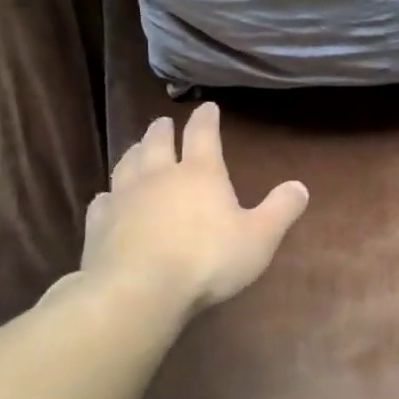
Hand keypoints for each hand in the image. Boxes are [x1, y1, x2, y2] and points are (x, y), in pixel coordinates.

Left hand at [75, 102, 307, 315]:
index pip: (203, 134)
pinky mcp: (99, 224)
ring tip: (137, 149)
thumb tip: (300, 186)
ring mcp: (124, 198)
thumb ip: (281, 210)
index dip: (206, 119)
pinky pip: (103, 201)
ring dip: (134, 152)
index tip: (207, 107)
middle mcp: (159, 176)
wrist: (139, 290)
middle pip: (157, 143)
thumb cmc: (207, 260)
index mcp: (200, 173)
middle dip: (163, 130)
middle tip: (163, 123)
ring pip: (127, 164)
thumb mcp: (259, 237)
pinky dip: (108, 195)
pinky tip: (107, 198)